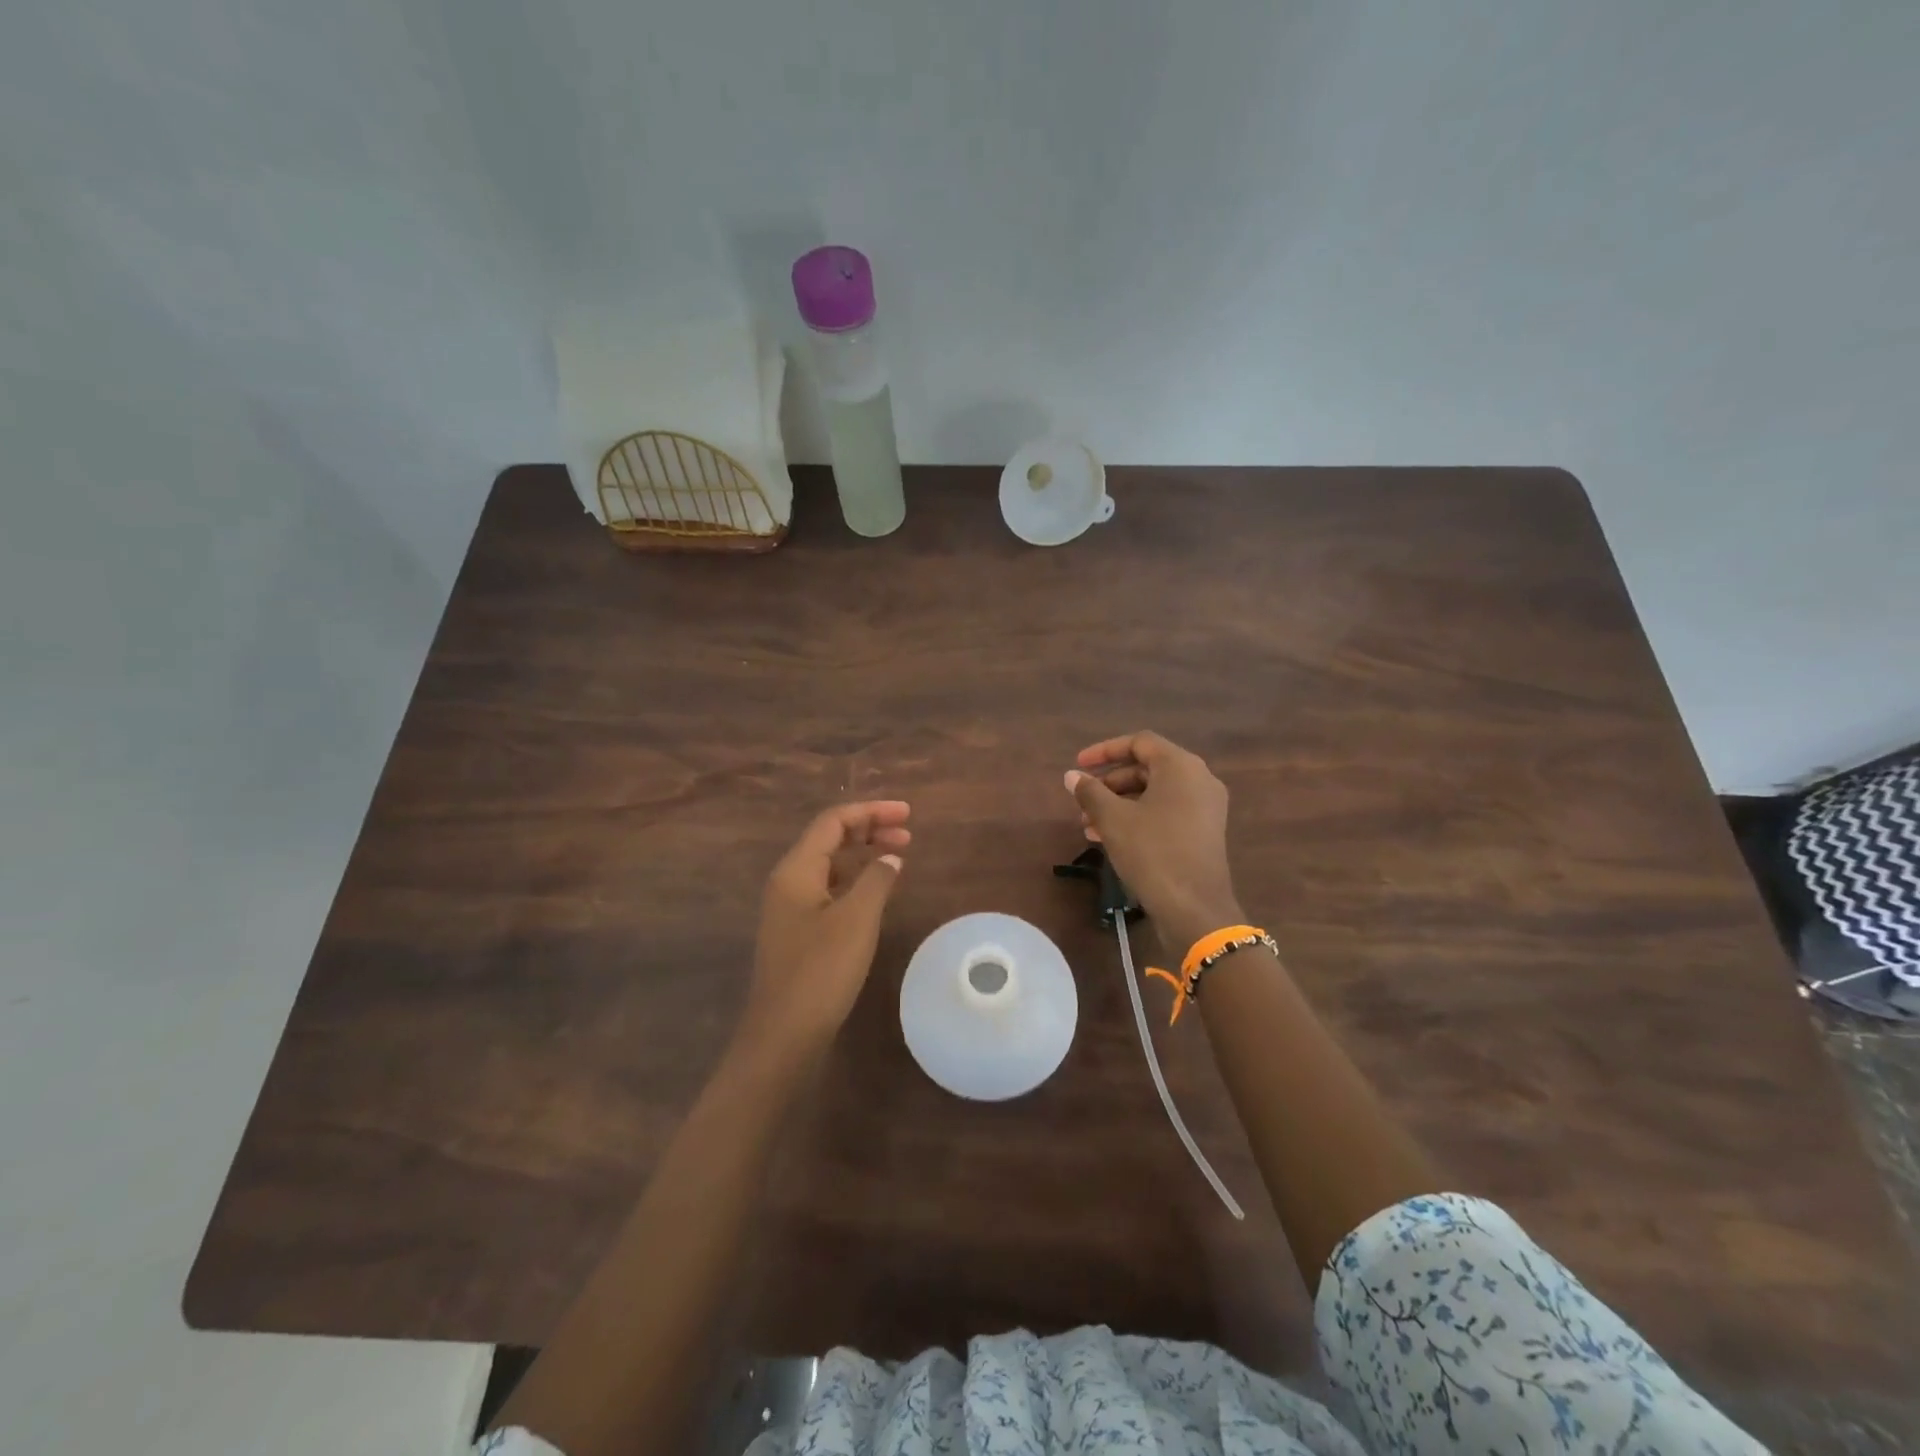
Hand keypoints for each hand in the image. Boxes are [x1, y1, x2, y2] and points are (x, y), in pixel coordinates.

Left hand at [740, 801, 910, 1061]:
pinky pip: (829, 888)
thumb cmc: (821, 971)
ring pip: (830, 864)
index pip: (833, 821)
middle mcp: (789, 881)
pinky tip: (877, 890)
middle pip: (830, 839)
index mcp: (796, 870)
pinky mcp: (799, 930)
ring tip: (899, 855)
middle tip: (908, 834)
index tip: (907, 815)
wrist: (784, 1034)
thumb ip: (876, 879)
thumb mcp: (856, 920)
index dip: (871, 811)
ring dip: (863, 854)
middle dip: (869, 829)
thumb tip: (890, 857)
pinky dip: (855, 880)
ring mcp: (791, 907)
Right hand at [1065, 732, 1242, 953]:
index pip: (1139, 742)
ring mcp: (1205, 808)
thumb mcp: (1113, 819)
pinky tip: (1109, 839)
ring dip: (1119, 804)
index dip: (1104, 750)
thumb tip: (1072, 776)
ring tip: (1088, 825)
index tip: (1078, 766)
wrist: (1194, 908)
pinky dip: (1137, 818)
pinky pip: (1165, 812)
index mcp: (1181, 766)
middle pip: (1146, 768)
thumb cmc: (1152, 852)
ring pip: (1153, 793)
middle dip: (1109, 783)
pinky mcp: (1203, 832)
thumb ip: (1090, 791)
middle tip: (1082, 801)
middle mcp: (1198, 779)